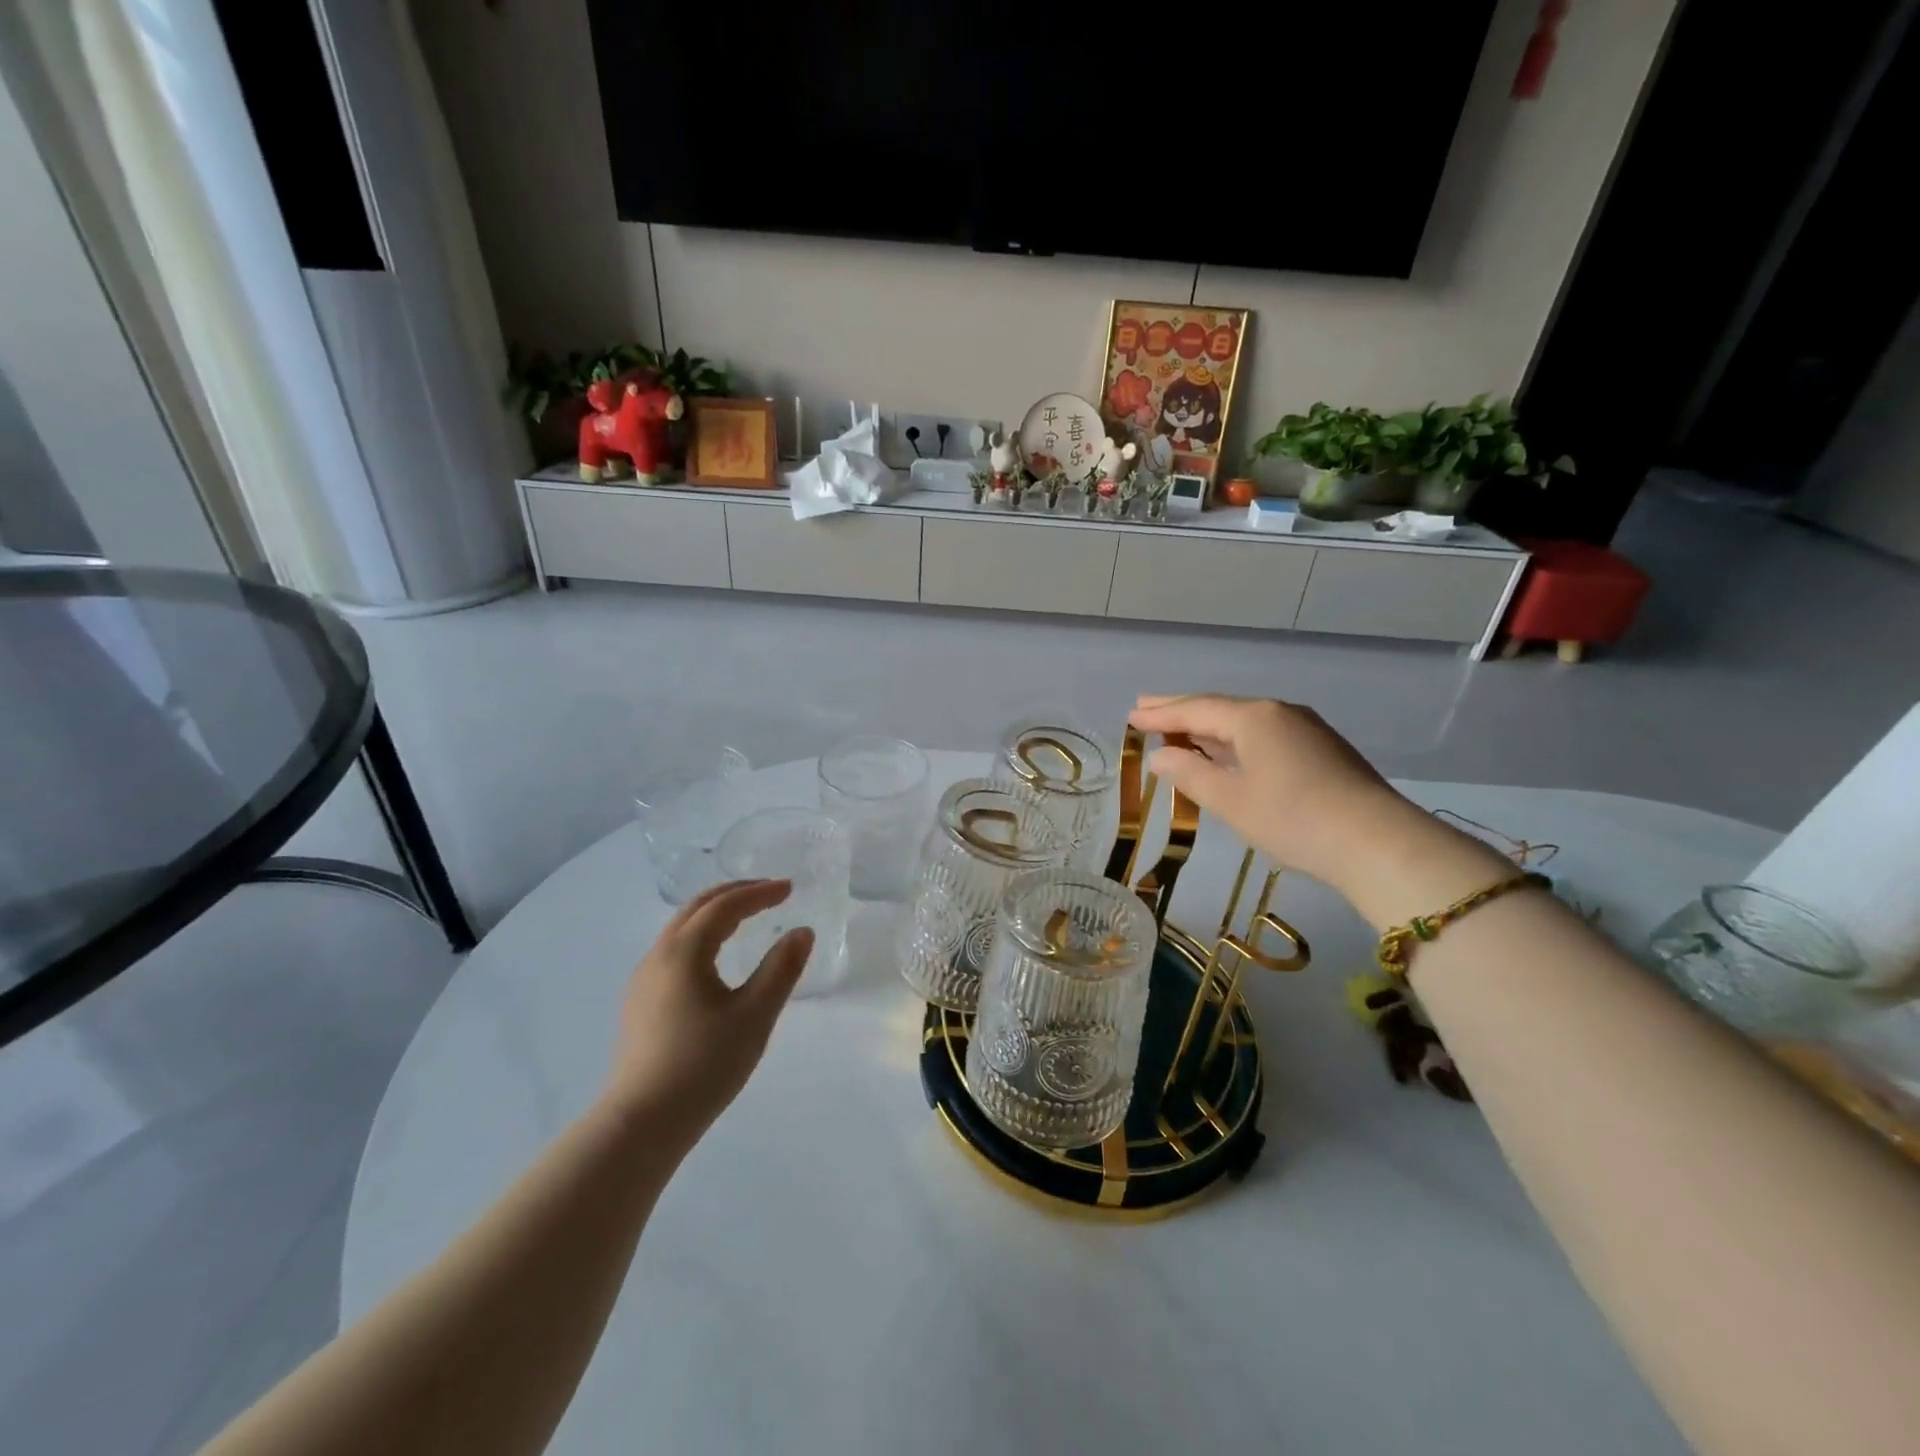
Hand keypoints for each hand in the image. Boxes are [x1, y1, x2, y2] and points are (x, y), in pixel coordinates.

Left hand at [603, 880, 812, 1149]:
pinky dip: (701, 935)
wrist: (641, 1123)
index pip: (725, 906)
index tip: (789, 888)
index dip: (759, 893)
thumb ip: (781, 969)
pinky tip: (715, 957)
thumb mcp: (755, 1015)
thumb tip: (802, 932)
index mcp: (684, 952)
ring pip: (681, 928)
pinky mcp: (640, 1002)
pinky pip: (674, 949)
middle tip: (770, 891)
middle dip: (735, 893)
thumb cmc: (704, 1065)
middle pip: (697, 907)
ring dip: (716, 912)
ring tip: (747, 916)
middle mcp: (658, 955)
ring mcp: (643, 980)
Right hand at [1128, 694, 1469, 896]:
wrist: (1377, 843)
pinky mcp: (1320, 749)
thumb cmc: (1293, 819)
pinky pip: (1262, 734)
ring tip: (1177, 727)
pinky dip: (1232, 739)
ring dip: (1207, 725)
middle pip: (1219, 708)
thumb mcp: (1231, 800)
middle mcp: (1278, 712)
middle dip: (1180, 710)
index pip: (1195, 709)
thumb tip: (1161, 756)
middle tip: (1145, 708)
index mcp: (1253, 717)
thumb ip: (1190, 774)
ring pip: (1242, 721)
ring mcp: (1304, 728)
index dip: (1160, 714)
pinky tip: (1224, 750)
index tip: (1130, 717)